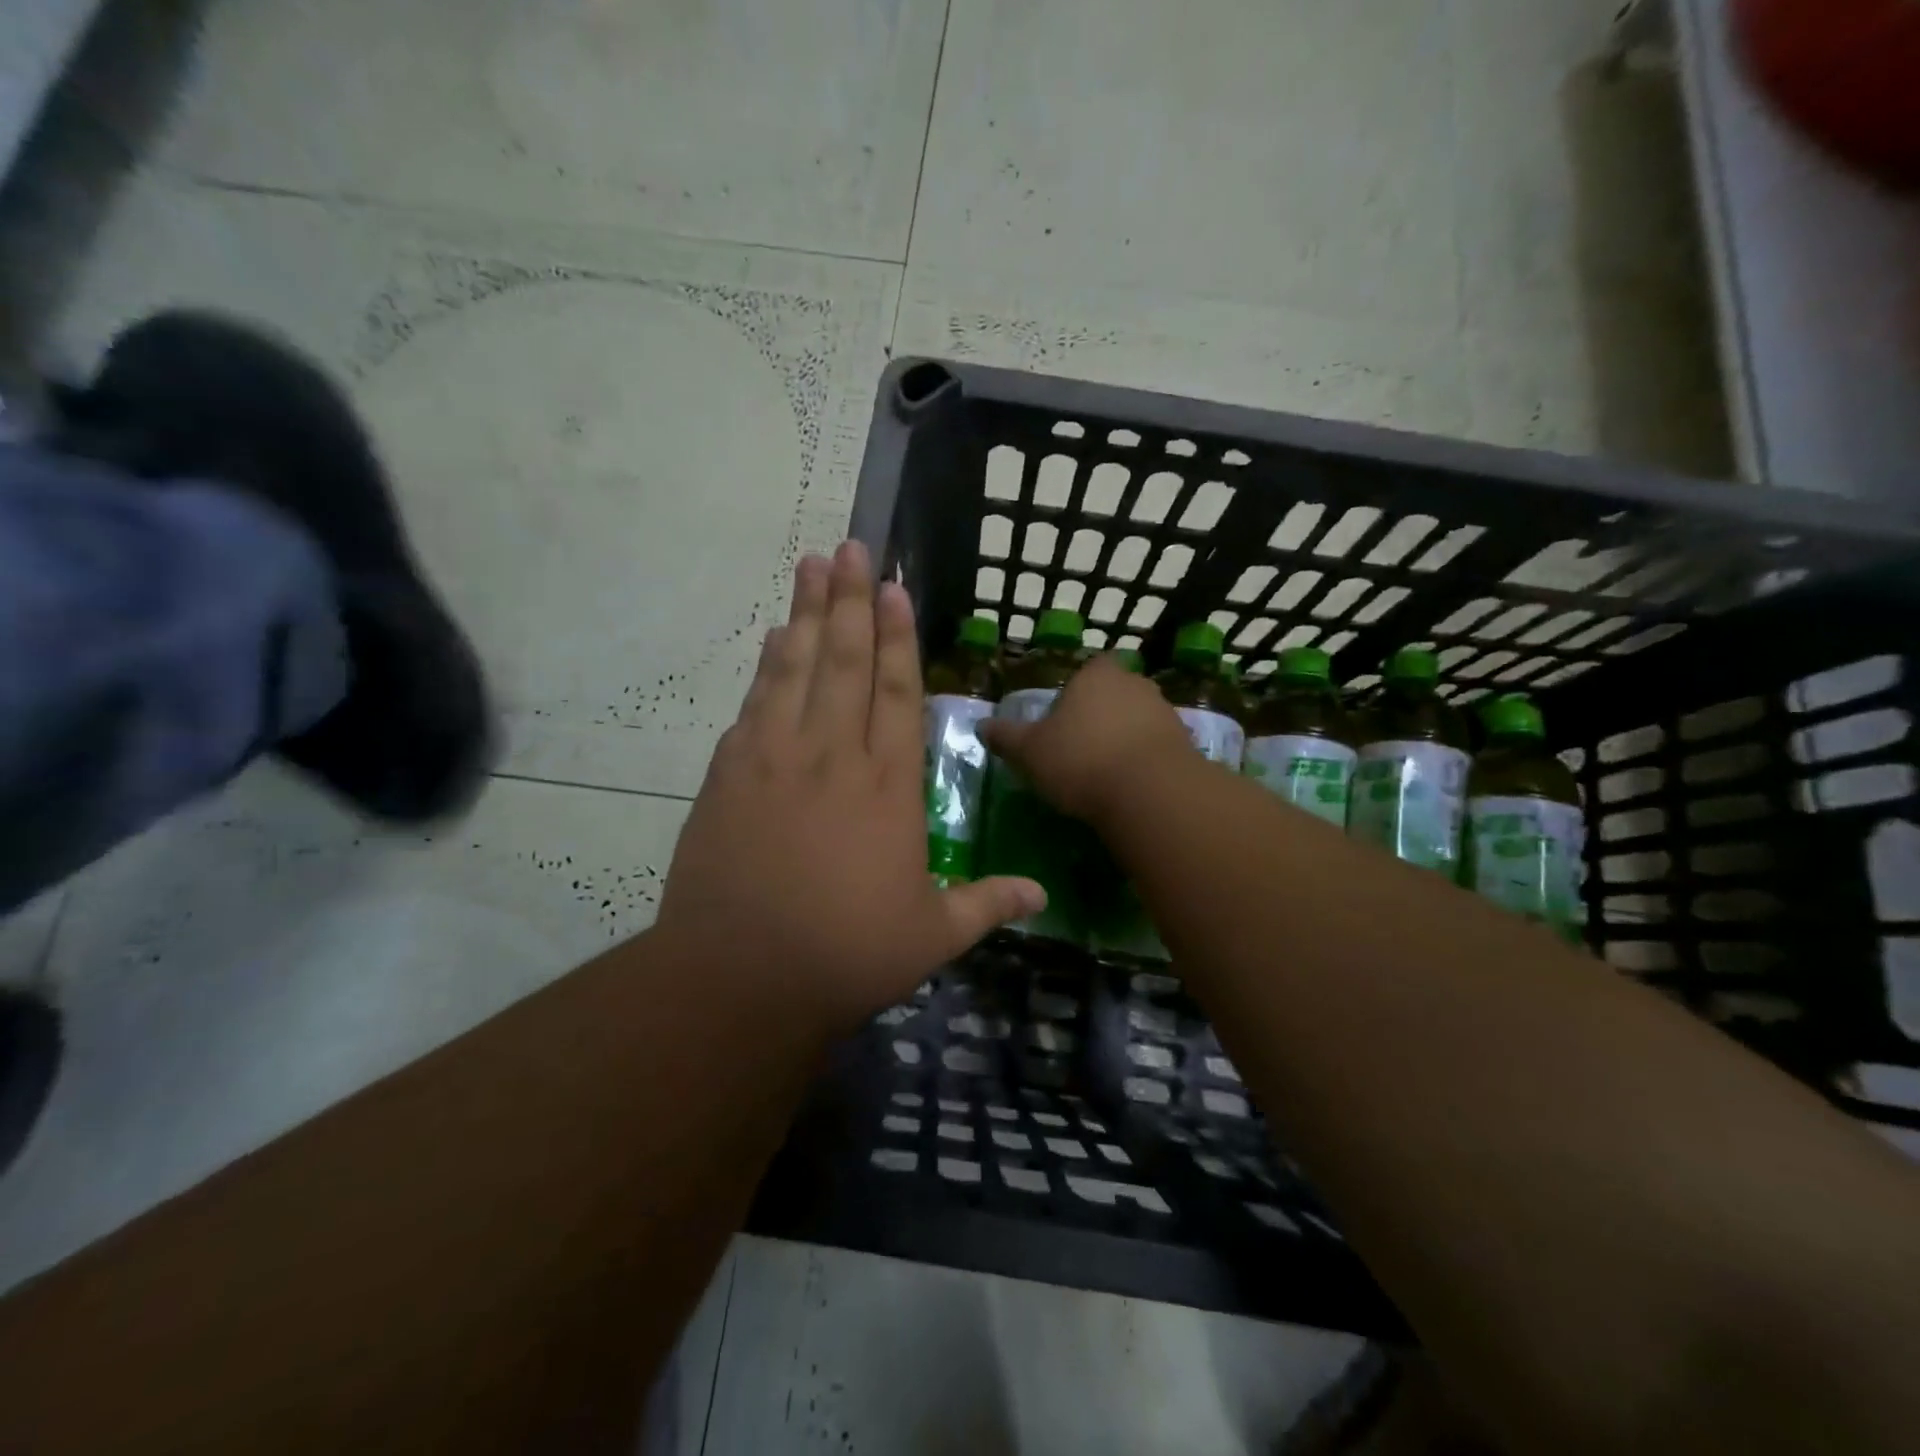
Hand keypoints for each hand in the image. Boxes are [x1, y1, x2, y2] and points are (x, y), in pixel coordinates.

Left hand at [654, 541, 1044, 1032]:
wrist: (740, 977)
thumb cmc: (847, 954)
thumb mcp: (932, 936)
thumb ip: (987, 903)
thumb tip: (1043, 894)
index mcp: (888, 786)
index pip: (898, 693)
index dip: (899, 637)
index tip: (895, 588)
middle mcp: (834, 756)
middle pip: (846, 662)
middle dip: (851, 601)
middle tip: (850, 548)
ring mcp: (776, 759)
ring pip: (796, 669)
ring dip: (808, 613)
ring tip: (812, 565)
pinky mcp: (730, 774)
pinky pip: (756, 704)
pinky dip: (767, 666)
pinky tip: (775, 639)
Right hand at [979, 654, 1190, 824]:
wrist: (1150, 792)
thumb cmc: (1080, 759)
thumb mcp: (1030, 752)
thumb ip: (1007, 737)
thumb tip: (981, 726)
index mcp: (1096, 675)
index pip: (1088, 670)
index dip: (1076, 692)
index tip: (1064, 720)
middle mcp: (1134, 684)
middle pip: (1115, 693)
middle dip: (1101, 716)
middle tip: (1081, 748)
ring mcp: (1165, 712)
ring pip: (1138, 720)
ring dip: (1125, 739)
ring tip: (1105, 773)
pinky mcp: (1186, 744)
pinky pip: (1157, 748)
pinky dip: (1145, 762)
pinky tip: (1130, 787)